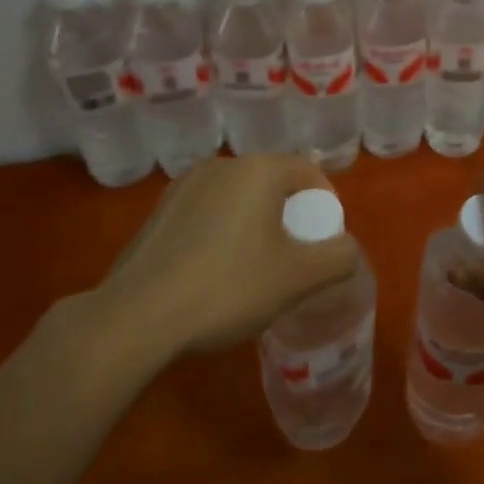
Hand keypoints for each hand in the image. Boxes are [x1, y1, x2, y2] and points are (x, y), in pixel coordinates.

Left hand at [100, 155, 360, 356]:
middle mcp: (222, 165)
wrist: (135, 318)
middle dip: (290, 215)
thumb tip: (347, 249)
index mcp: (258, 169)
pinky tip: (213, 274)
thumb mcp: (297, 278)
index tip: (322, 243)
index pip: (308, 172)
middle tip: (293, 258)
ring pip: (238, 198)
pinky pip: (207, 213)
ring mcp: (184, 186)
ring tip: (253, 269)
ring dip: (255, 224)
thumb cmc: (228, 287)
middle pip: (273, 182)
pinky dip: (221, 233)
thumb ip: (337, 259)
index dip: (325, 204)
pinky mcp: (158, 212)